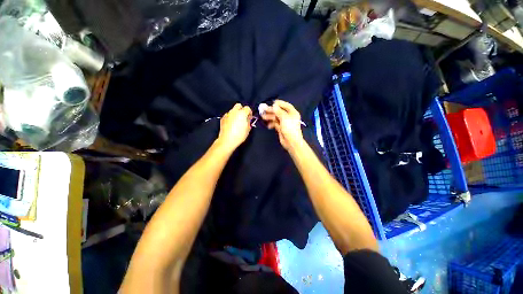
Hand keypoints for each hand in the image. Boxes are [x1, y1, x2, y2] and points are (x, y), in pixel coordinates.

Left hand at [217, 103, 252, 150]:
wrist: (227, 140)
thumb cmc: (239, 135)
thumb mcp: (248, 129)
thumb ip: (249, 122)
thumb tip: (248, 119)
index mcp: (242, 113)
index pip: (247, 108)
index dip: (249, 113)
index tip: (250, 118)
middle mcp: (234, 111)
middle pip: (239, 105)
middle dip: (242, 109)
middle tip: (243, 117)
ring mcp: (227, 114)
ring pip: (233, 110)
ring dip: (236, 114)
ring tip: (237, 121)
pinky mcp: (222, 118)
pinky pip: (228, 115)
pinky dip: (230, 117)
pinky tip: (231, 124)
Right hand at [261, 100, 304, 150]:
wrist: (291, 141)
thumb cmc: (289, 128)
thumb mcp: (284, 117)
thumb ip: (278, 111)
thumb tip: (274, 105)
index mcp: (292, 112)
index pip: (285, 105)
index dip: (279, 103)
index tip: (271, 103)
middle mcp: (288, 117)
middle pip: (279, 111)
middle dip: (271, 111)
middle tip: (263, 110)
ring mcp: (284, 123)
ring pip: (276, 117)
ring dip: (269, 117)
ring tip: (263, 117)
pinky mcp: (280, 128)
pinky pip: (275, 123)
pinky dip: (271, 123)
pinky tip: (268, 125)